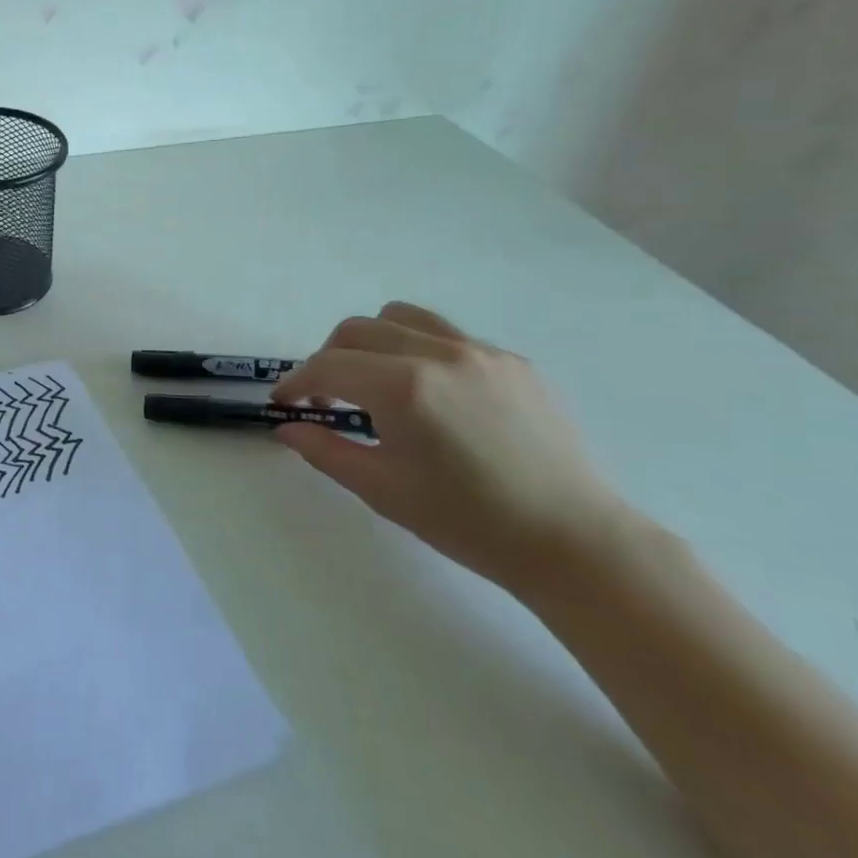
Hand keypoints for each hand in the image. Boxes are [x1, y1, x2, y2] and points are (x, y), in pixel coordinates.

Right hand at [271, 302, 637, 594]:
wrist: (573, 540)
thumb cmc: (467, 521)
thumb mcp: (382, 489)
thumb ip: (324, 450)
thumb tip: (288, 428)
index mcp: (404, 387)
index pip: (328, 365)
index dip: (297, 382)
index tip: (285, 402)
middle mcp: (440, 353)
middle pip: (357, 330)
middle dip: (328, 358)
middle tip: (326, 397)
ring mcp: (481, 352)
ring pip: (401, 317)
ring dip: (371, 342)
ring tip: (373, 382)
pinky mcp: (513, 362)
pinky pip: (446, 335)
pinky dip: (416, 350)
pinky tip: (427, 394)